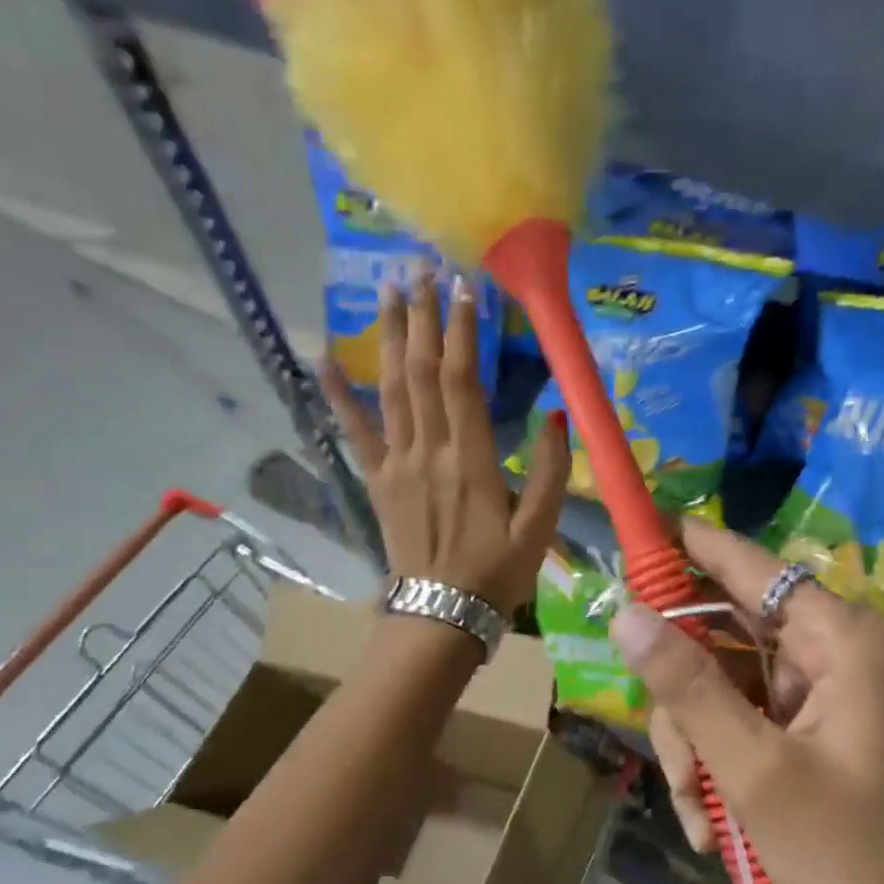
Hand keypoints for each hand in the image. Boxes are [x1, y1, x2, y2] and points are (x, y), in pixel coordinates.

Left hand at [322, 274, 568, 614]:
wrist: (440, 616)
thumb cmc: (496, 573)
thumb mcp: (540, 528)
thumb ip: (552, 471)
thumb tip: (559, 416)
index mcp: (471, 461)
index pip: (463, 381)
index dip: (462, 331)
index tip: (464, 288)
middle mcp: (428, 451)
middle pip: (421, 371)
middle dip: (421, 317)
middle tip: (419, 268)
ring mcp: (396, 463)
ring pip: (390, 389)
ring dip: (388, 337)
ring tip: (387, 291)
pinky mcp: (377, 480)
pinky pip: (353, 431)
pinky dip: (337, 394)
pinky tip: (324, 358)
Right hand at [609, 518, 883, 883]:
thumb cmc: (851, 856)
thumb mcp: (755, 770)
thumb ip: (687, 686)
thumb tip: (625, 612)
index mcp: (836, 635)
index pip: (745, 563)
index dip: (684, 545)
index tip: (626, 535)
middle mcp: (829, 647)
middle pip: (722, 630)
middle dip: (683, 694)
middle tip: (670, 751)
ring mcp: (818, 689)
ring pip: (721, 682)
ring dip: (695, 743)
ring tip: (699, 811)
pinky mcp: (808, 727)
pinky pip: (739, 719)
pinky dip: (716, 763)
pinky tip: (712, 824)